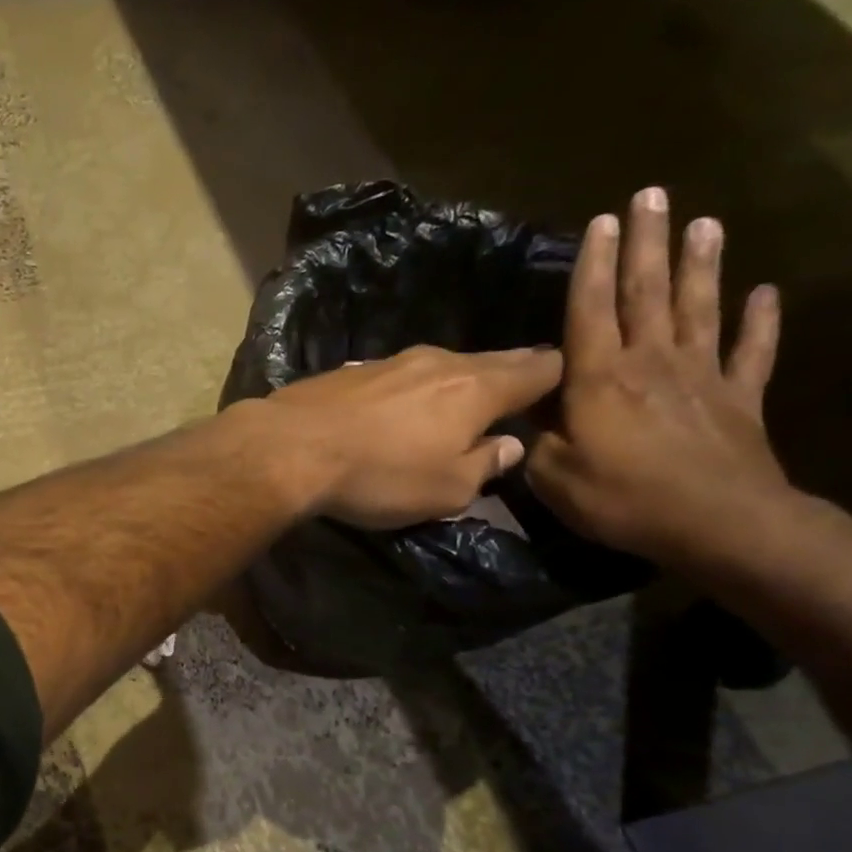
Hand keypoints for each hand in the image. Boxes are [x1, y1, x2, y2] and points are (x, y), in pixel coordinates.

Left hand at [261, 343, 563, 527]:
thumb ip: (484, 466)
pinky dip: (408, 391)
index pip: (538, 369)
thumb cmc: (379, 475)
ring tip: (455, 404)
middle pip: (490, 362)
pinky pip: (396, 378)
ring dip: (453, 385)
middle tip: (517, 393)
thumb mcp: (445, 490)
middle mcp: (439, 361)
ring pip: (440, 367)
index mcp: (477, 387)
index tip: (560, 393)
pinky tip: (397, 408)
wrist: (290, 448)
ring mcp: (391, 361)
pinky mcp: (350, 371)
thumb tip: (509, 446)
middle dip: (508, 376)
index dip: (556, 379)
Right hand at [527, 187, 791, 567]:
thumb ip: (534, 441)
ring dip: (702, 264)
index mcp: (599, 379)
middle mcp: (650, 362)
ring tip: (705, 222)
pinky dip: (761, 321)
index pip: (590, 310)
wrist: (716, 523)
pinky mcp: (740, 398)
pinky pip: (752, 351)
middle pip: (647, 292)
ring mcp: (701, 376)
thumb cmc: (622, 499)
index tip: (599, 222)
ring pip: (700, 308)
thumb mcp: (553, 477)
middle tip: (651, 195)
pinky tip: (767, 293)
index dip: (593, 265)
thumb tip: (522, 417)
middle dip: (647, 243)